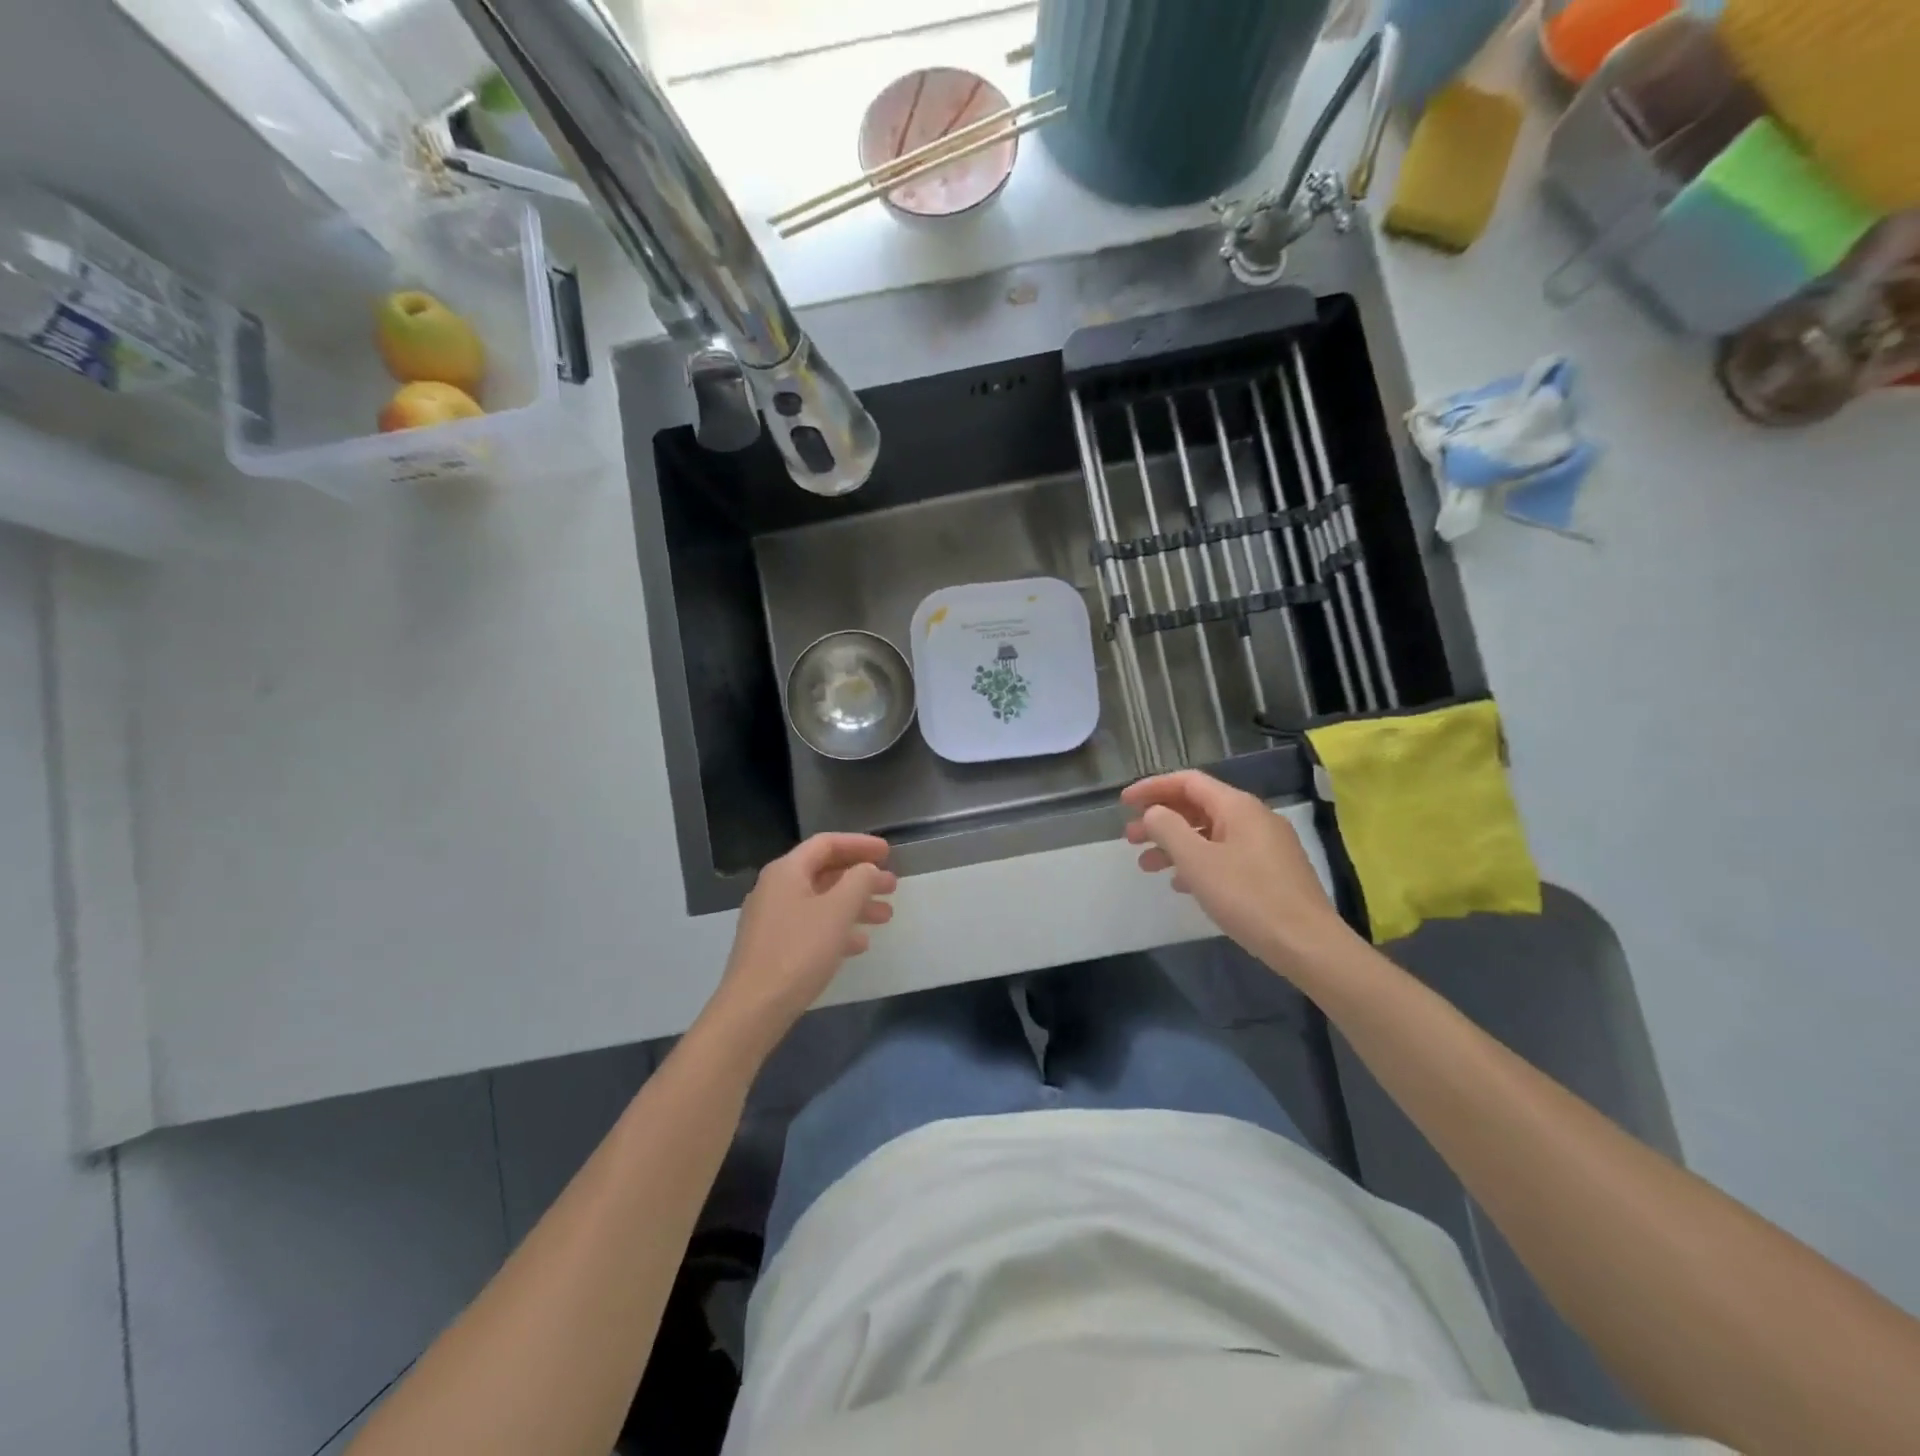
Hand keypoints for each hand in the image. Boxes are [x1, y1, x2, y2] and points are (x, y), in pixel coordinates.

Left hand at [706, 833, 896, 1055]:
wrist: (754, 1008)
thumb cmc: (798, 952)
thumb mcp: (837, 911)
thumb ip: (858, 882)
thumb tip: (867, 869)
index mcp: (786, 871)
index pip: (826, 843)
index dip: (859, 844)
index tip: (888, 853)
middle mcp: (775, 888)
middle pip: (824, 872)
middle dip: (861, 877)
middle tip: (892, 886)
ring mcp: (771, 919)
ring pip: (820, 901)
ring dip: (854, 904)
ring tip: (885, 917)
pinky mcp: (773, 946)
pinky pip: (811, 925)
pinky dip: (837, 927)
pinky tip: (859, 944)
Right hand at [1122, 771, 1357, 980]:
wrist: (1308, 945)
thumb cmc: (1248, 897)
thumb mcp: (1197, 862)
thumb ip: (1168, 829)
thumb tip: (1154, 812)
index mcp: (1238, 807)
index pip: (1188, 782)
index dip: (1152, 787)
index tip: (1123, 802)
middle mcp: (1254, 818)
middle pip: (1198, 807)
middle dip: (1160, 820)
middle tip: (1129, 838)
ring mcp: (1266, 845)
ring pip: (1210, 834)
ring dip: (1175, 845)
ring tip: (1147, 866)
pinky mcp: (1272, 871)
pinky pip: (1225, 854)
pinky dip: (1198, 862)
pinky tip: (1182, 884)